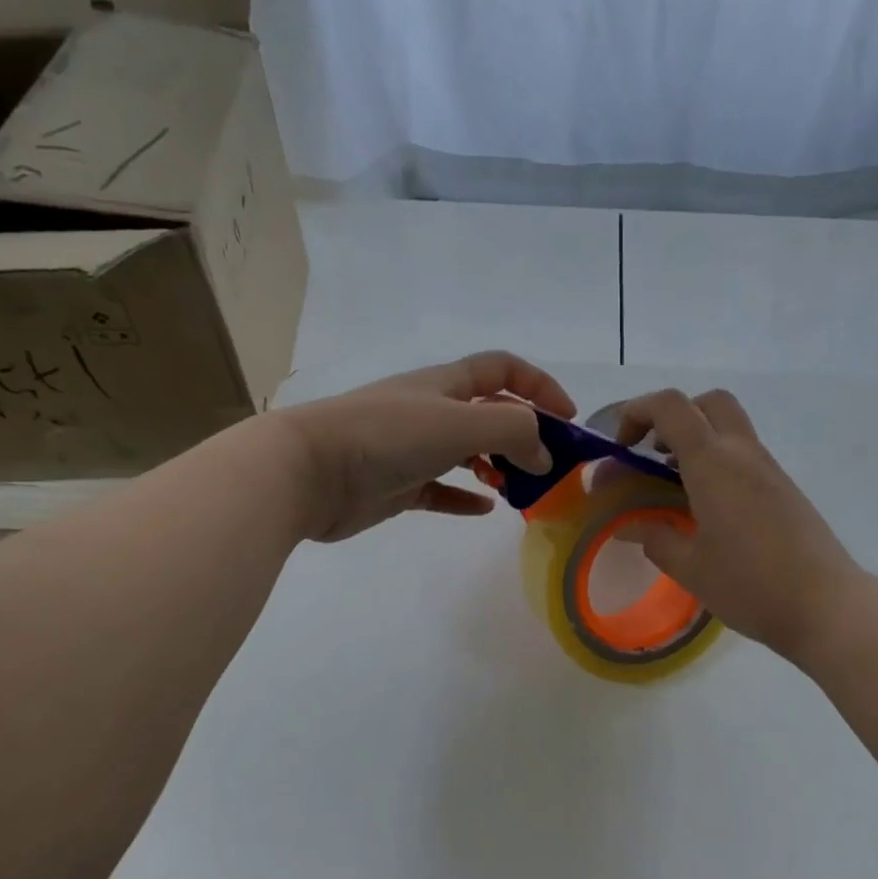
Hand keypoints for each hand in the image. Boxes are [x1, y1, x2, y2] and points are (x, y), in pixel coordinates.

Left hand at [277, 351, 574, 541]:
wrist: (310, 472)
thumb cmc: (388, 437)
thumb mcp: (461, 422)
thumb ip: (514, 431)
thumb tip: (542, 457)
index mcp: (445, 384)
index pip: (502, 369)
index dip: (540, 386)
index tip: (568, 419)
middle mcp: (430, 410)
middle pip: (488, 412)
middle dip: (523, 433)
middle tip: (549, 466)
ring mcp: (411, 449)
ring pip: (466, 451)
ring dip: (497, 465)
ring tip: (521, 488)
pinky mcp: (397, 485)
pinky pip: (440, 489)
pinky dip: (464, 497)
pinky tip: (484, 508)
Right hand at [611, 388, 859, 663]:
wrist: (827, 606)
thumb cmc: (750, 585)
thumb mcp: (689, 567)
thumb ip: (655, 538)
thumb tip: (629, 525)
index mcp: (713, 464)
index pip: (671, 407)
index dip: (637, 412)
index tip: (621, 447)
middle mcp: (743, 454)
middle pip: (708, 403)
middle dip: (673, 416)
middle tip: (653, 453)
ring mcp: (769, 470)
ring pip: (729, 428)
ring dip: (696, 441)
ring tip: (673, 485)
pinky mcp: (785, 490)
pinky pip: (744, 456)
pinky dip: (717, 463)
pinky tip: (707, 508)